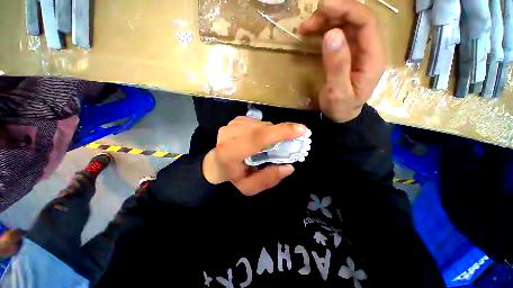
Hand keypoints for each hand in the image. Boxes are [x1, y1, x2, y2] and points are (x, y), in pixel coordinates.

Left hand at [202, 116, 306, 195]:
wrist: (215, 164)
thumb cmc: (232, 177)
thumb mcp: (249, 187)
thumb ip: (268, 179)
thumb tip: (289, 167)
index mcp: (230, 153)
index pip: (257, 138)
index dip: (280, 132)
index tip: (302, 129)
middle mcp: (229, 135)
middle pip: (262, 129)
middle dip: (280, 133)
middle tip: (291, 140)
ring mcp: (231, 125)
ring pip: (261, 124)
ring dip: (271, 132)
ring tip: (269, 144)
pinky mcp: (234, 121)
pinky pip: (256, 122)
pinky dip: (263, 129)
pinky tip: (259, 138)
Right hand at [299, 0, 384, 122]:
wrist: (342, 116)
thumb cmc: (341, 108)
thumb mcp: (338, 91)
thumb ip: (337, 65)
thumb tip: (330, 34)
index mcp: (372, 57)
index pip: (366, 22)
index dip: (346, 9)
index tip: (323, 7)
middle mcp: (368, 48)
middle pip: (355, 19)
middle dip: (332, 14)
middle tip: (308, 23)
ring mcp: (358, 50)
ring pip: (346, 24)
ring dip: (326, 21)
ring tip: (305, 28)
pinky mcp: (348, 53)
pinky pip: (339, 34)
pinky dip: (324, 30)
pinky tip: (312, 33)